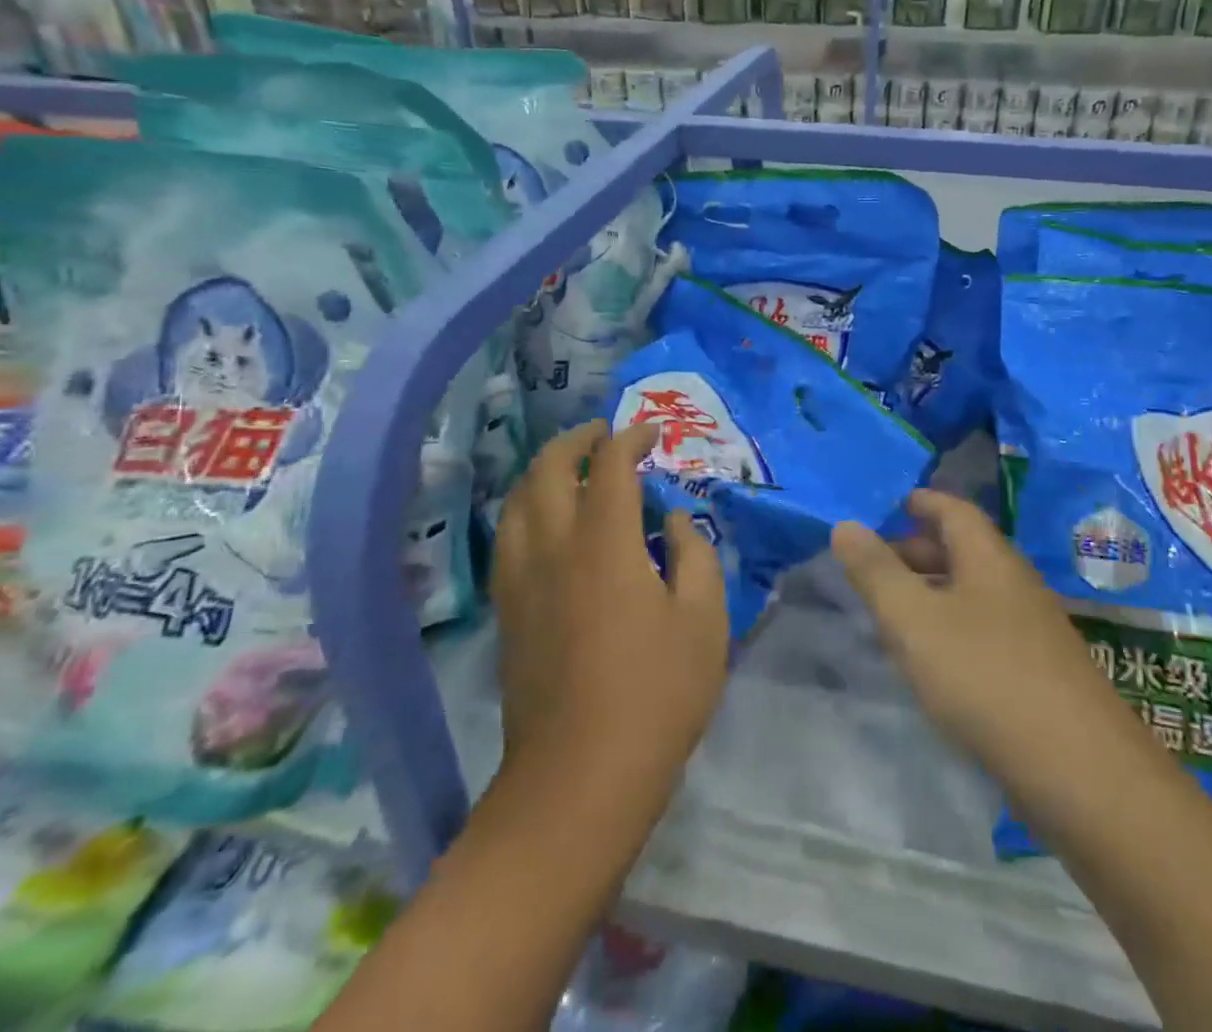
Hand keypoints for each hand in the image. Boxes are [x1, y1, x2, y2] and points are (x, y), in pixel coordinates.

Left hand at [491, 420, 728, 792]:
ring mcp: (520, 579)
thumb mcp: (704, 620)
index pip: (611, 464)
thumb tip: (674, 520)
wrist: (578, 779)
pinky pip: (509, 536)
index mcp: (604, 542)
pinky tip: (547, 523)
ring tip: (573, 468)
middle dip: (577, 440)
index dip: (631, 438)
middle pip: (549, 468)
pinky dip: (528, 509)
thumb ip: (694, 555)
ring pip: (518, 499)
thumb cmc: (655, 695)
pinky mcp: (507, 611)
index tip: (652, 433)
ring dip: (545, 470)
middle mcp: (552, 546)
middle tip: (605, 435)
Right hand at [831, 490, 1146, 804]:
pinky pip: (985, 631)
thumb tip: (845, 524)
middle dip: (917, 551)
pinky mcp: (1040, 674)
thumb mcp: (914, 621)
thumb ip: (876, 572)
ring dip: (932, 594)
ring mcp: (1033, 630)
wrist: (1082, 773)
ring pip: (973, 593)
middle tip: (875, 566)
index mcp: (989, 558)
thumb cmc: (986, 677)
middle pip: (963, 551)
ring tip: (893, 613)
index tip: (892, 505)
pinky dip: (951, 629)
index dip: (922, 503)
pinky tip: (933, 662)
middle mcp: (1015, 584)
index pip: (954, 510)